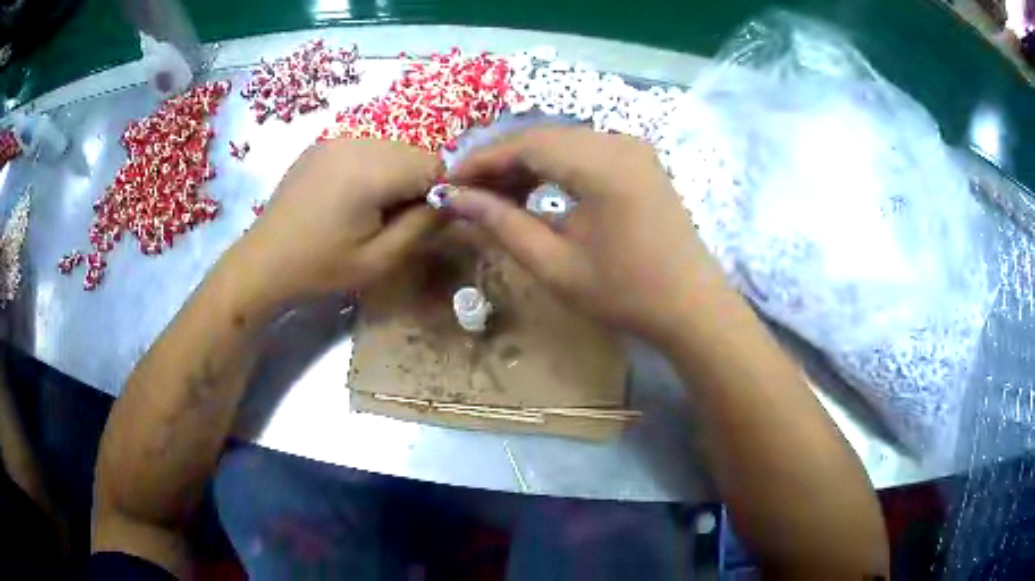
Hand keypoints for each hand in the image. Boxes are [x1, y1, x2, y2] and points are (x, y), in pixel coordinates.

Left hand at [236, 138, 442, 304]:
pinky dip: (370, 167)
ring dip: (393, 174)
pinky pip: (365, 147)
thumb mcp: (379, 259)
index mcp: (372, 171)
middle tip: (389, 219)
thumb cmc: (321, 268)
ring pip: (391, 147)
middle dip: (414, 182)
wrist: (264, 261)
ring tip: (367, 208)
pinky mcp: (322, 144)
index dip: (434, 193)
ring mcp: (337, 139)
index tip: (414, 223)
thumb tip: (452, 202)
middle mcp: (357, 142)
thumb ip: (423, 226)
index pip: (434, 164)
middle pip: (413, 152)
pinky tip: (347, 196)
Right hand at [448, 126, 724, 342]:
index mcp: (600, 164)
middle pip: (543, 137)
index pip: (525, 145)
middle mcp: (618, 142)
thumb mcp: (554, 264)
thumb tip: (457, 198)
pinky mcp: (640, 161)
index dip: (481, 161)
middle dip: (500, 162)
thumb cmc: (625, 293)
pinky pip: (586, 151)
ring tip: (496, 195)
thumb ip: (503, 224)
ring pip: (563, 142)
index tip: (448, 182)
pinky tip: (536, 191)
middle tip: (468, 192)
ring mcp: (633, 149)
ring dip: (526, 163)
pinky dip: (555, 167)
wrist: (691, 307)